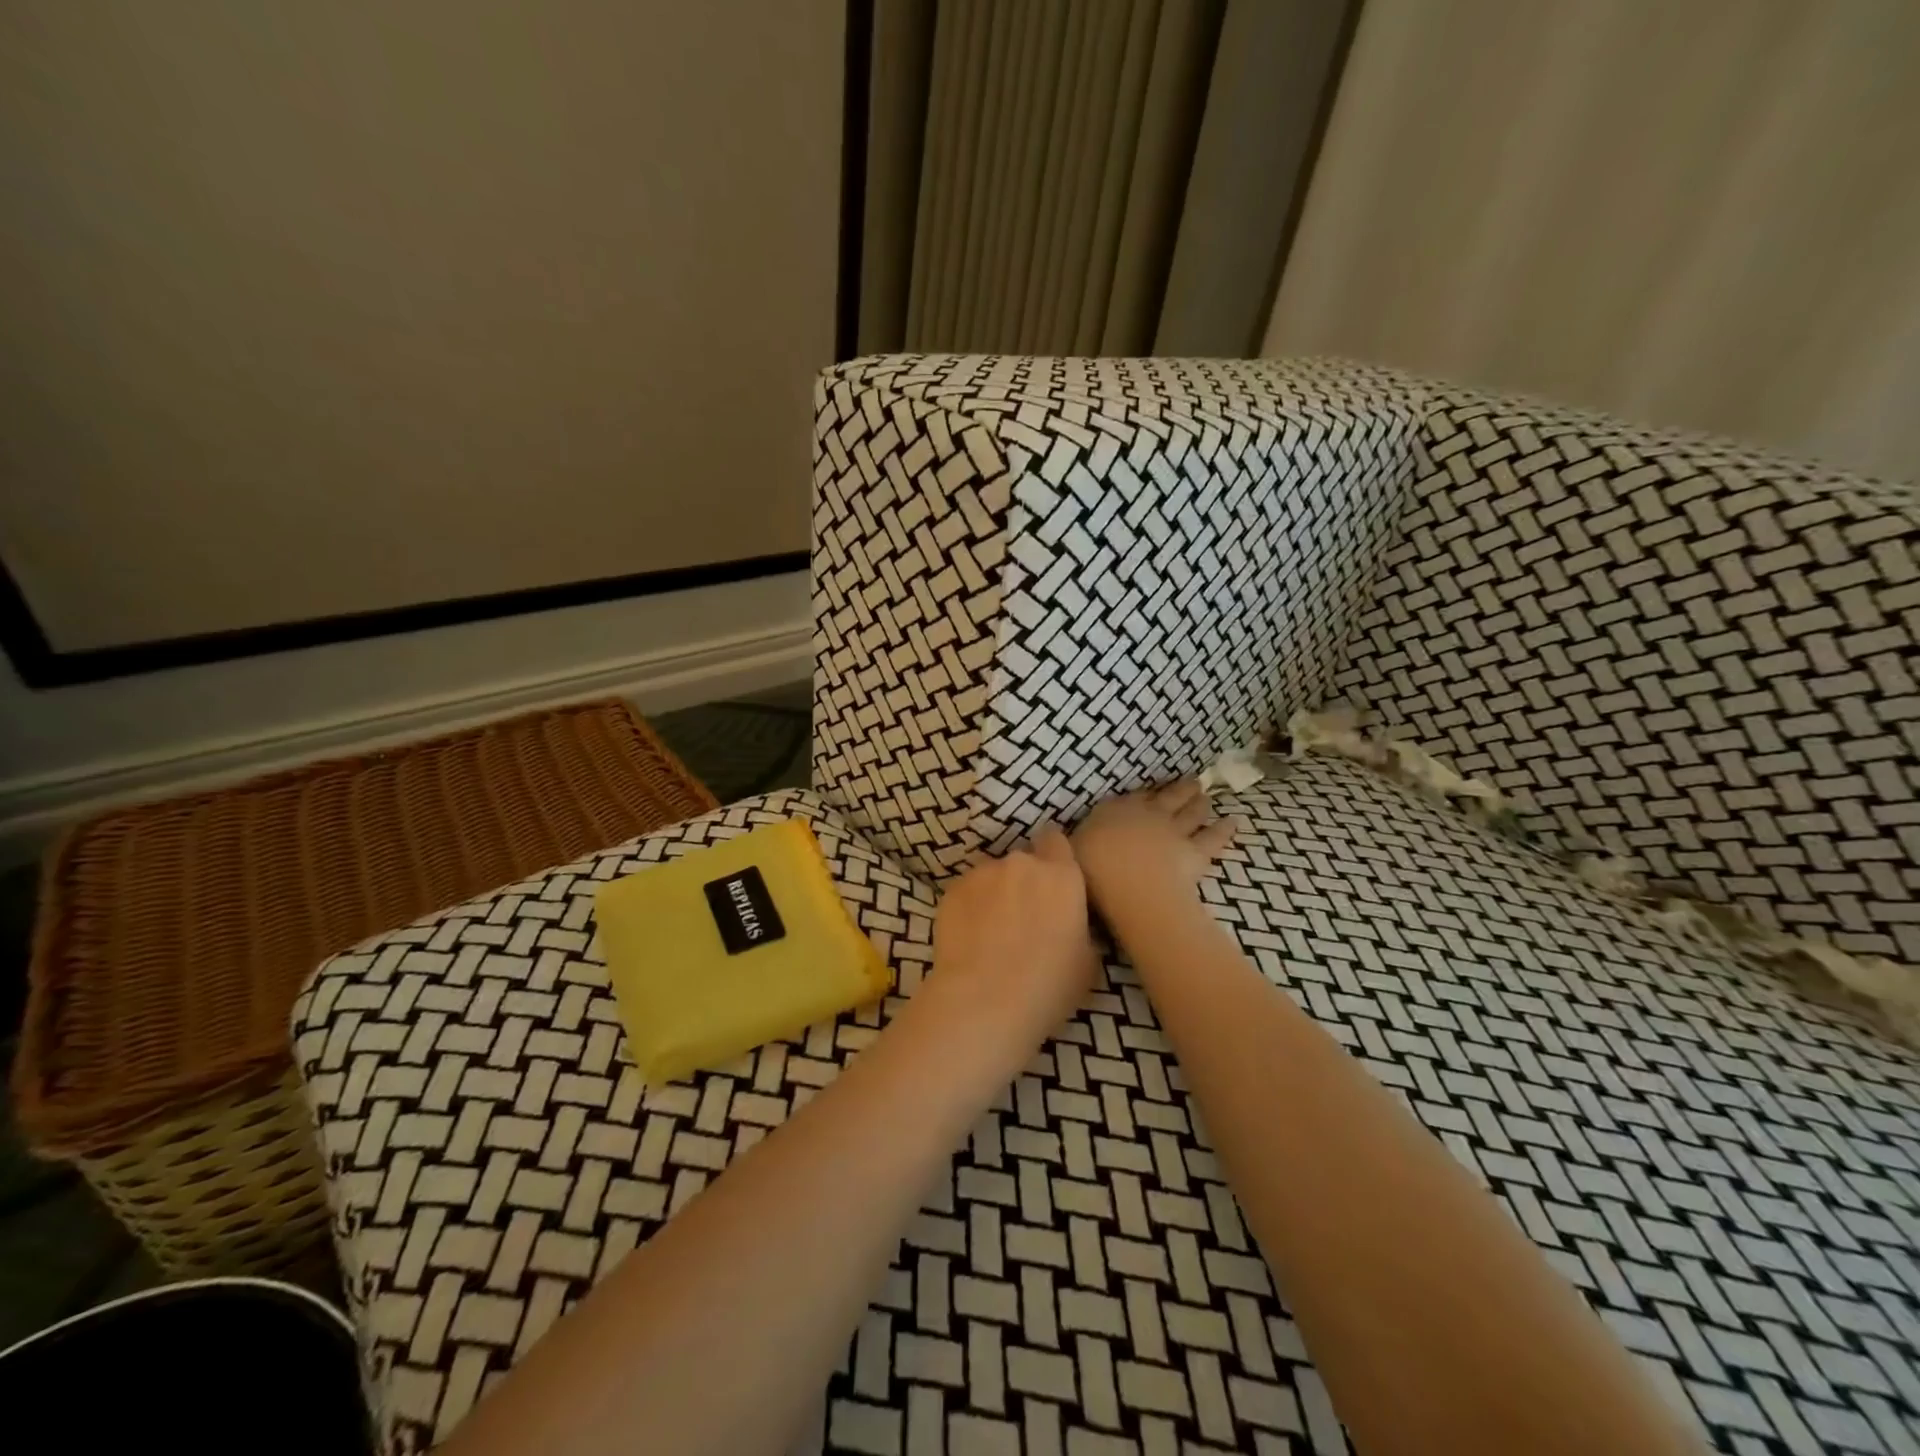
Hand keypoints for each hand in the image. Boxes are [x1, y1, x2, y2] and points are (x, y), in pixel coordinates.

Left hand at [931, 826, 1097, 1035]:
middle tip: (1023, 916)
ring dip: (995, 893)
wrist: (983, 1003)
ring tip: (991, 930)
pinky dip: (970, 906)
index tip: (1053, 881)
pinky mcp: (952, 889)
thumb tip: (1068, 924)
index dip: (1054, 857)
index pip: (1057, 842)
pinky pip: (967, 891)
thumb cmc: (1047, 988)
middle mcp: (1023, 864)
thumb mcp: (1087, 962)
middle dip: (1024, 881)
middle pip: (1024, 860)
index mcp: (1062, 876)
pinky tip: (969, 937)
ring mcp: (983, 873)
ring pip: (992, 875)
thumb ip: (1079, 927)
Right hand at [1071, 780, 1239, 916]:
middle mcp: (1147, 814)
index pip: (1131, 798)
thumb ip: (1068, 842)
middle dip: (1178, 790)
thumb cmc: (1092, 869)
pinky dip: (1224, 829)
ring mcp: (1174, 831)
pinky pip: (1213, 838)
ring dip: (1199, 803)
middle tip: (1191, 782)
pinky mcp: (1195, 852)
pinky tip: (1234, 822)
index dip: (1143, 795)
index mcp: (1115, 811)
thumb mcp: (1069, 852)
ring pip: (1191, 812)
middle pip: (1167, 797)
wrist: (1131, 885)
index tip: (1150, 792)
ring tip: (1206, 795)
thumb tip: (1052, 836)